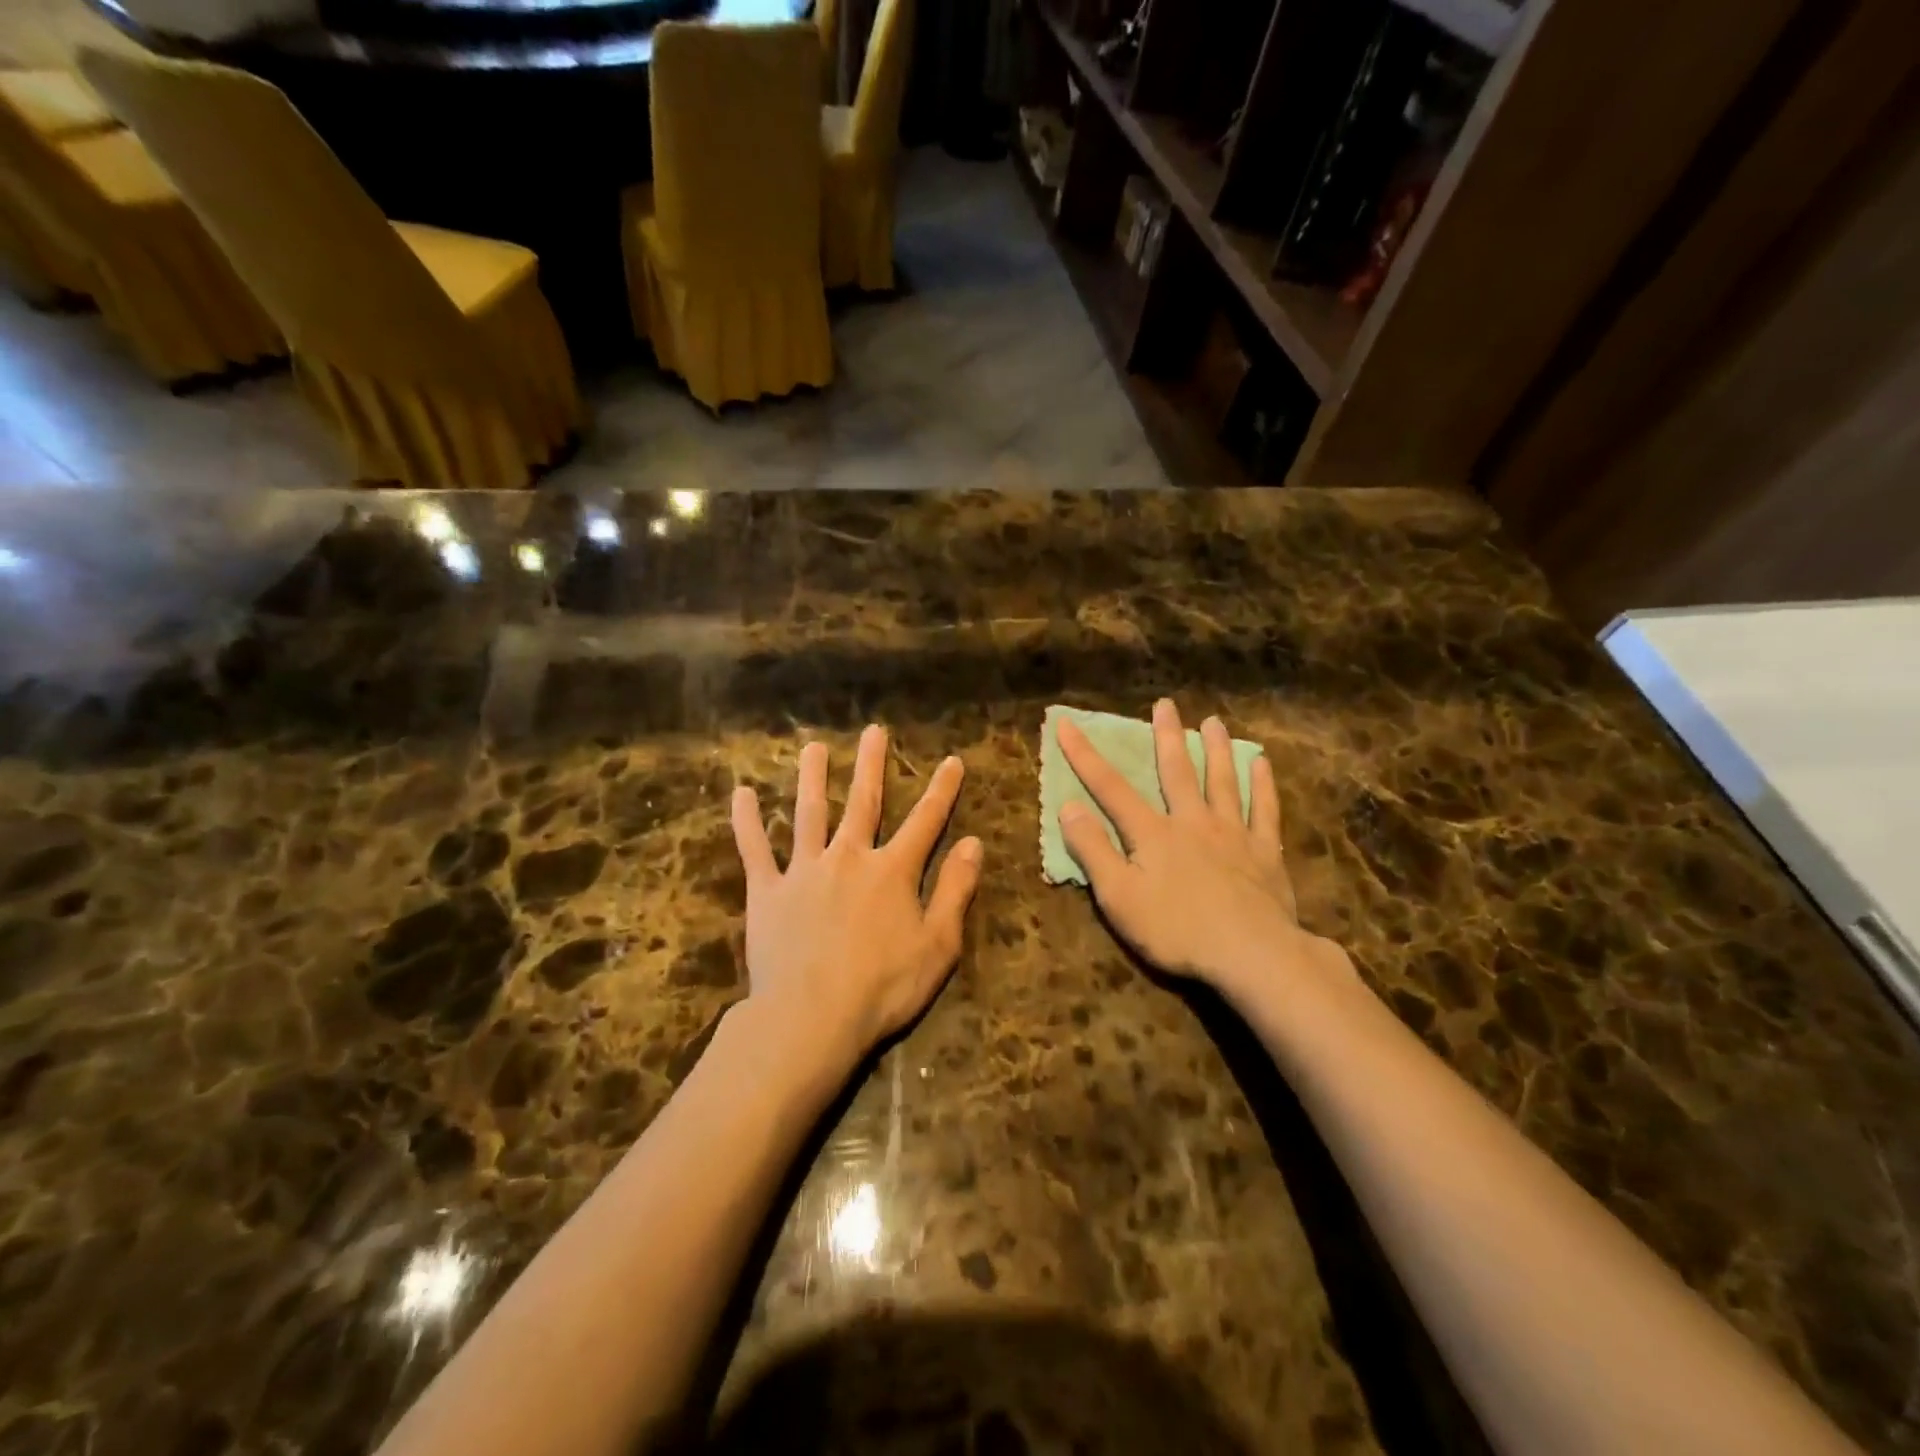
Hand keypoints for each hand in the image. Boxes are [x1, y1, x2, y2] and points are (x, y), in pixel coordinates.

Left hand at [730, 725, 982, 1073]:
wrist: (812, 1017)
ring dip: (813, 778)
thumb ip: (955, 890)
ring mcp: (804, 871)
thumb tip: (973, 844)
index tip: (952, 761)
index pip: (925, 821)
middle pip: (864, 802)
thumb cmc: (884, 987)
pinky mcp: (767, 892)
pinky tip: (742, 794)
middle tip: (873, 731)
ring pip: (809, 814)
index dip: (942, 790)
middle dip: (871, 765)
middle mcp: (849, 858)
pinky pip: (755, 850)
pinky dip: (747, 822)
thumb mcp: (938, 944)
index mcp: (892, 871)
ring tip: (813, 748)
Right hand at [1057, 699, 1347, 1002]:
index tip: (1067, 724)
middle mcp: (1192, 821)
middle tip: (1165, 705)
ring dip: (1215, 750)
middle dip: (1166, 736)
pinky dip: (1262, 784)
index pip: (1110, 787)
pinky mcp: (1264, 852)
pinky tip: (1261, 763)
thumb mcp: (1118, 897)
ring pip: (1222, 781)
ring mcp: (1233, 833)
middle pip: (1176, 771)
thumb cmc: (1176, 929)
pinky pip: (1264, 809)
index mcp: (1152, 833)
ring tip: (1213, 722)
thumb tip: (1069, 806)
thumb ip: (1093, 850)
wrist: (1252, 953)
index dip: (1085, 756)